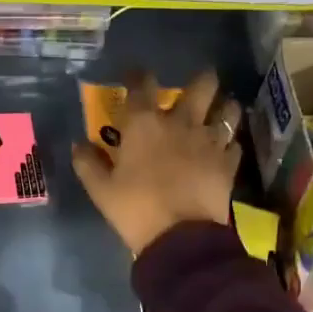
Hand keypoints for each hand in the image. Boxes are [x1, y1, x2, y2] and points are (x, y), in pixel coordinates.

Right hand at [71, 69, 241, 255]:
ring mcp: (210, 141)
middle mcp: (181, 123)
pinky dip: (229, 143)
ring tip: (220, 110)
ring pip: (227, 110)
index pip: (142, 85)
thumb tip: (78, 145)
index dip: (138, 75)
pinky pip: (234, 144)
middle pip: (201, 85)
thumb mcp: (101, 190)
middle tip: (198, 84)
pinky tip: (224, 149)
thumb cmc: (135, 209)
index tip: (136, 74)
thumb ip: (88, 163)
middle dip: (201, 79)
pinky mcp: (228, 163)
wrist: (180, 237)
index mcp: (145, 124)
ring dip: (224, 106)